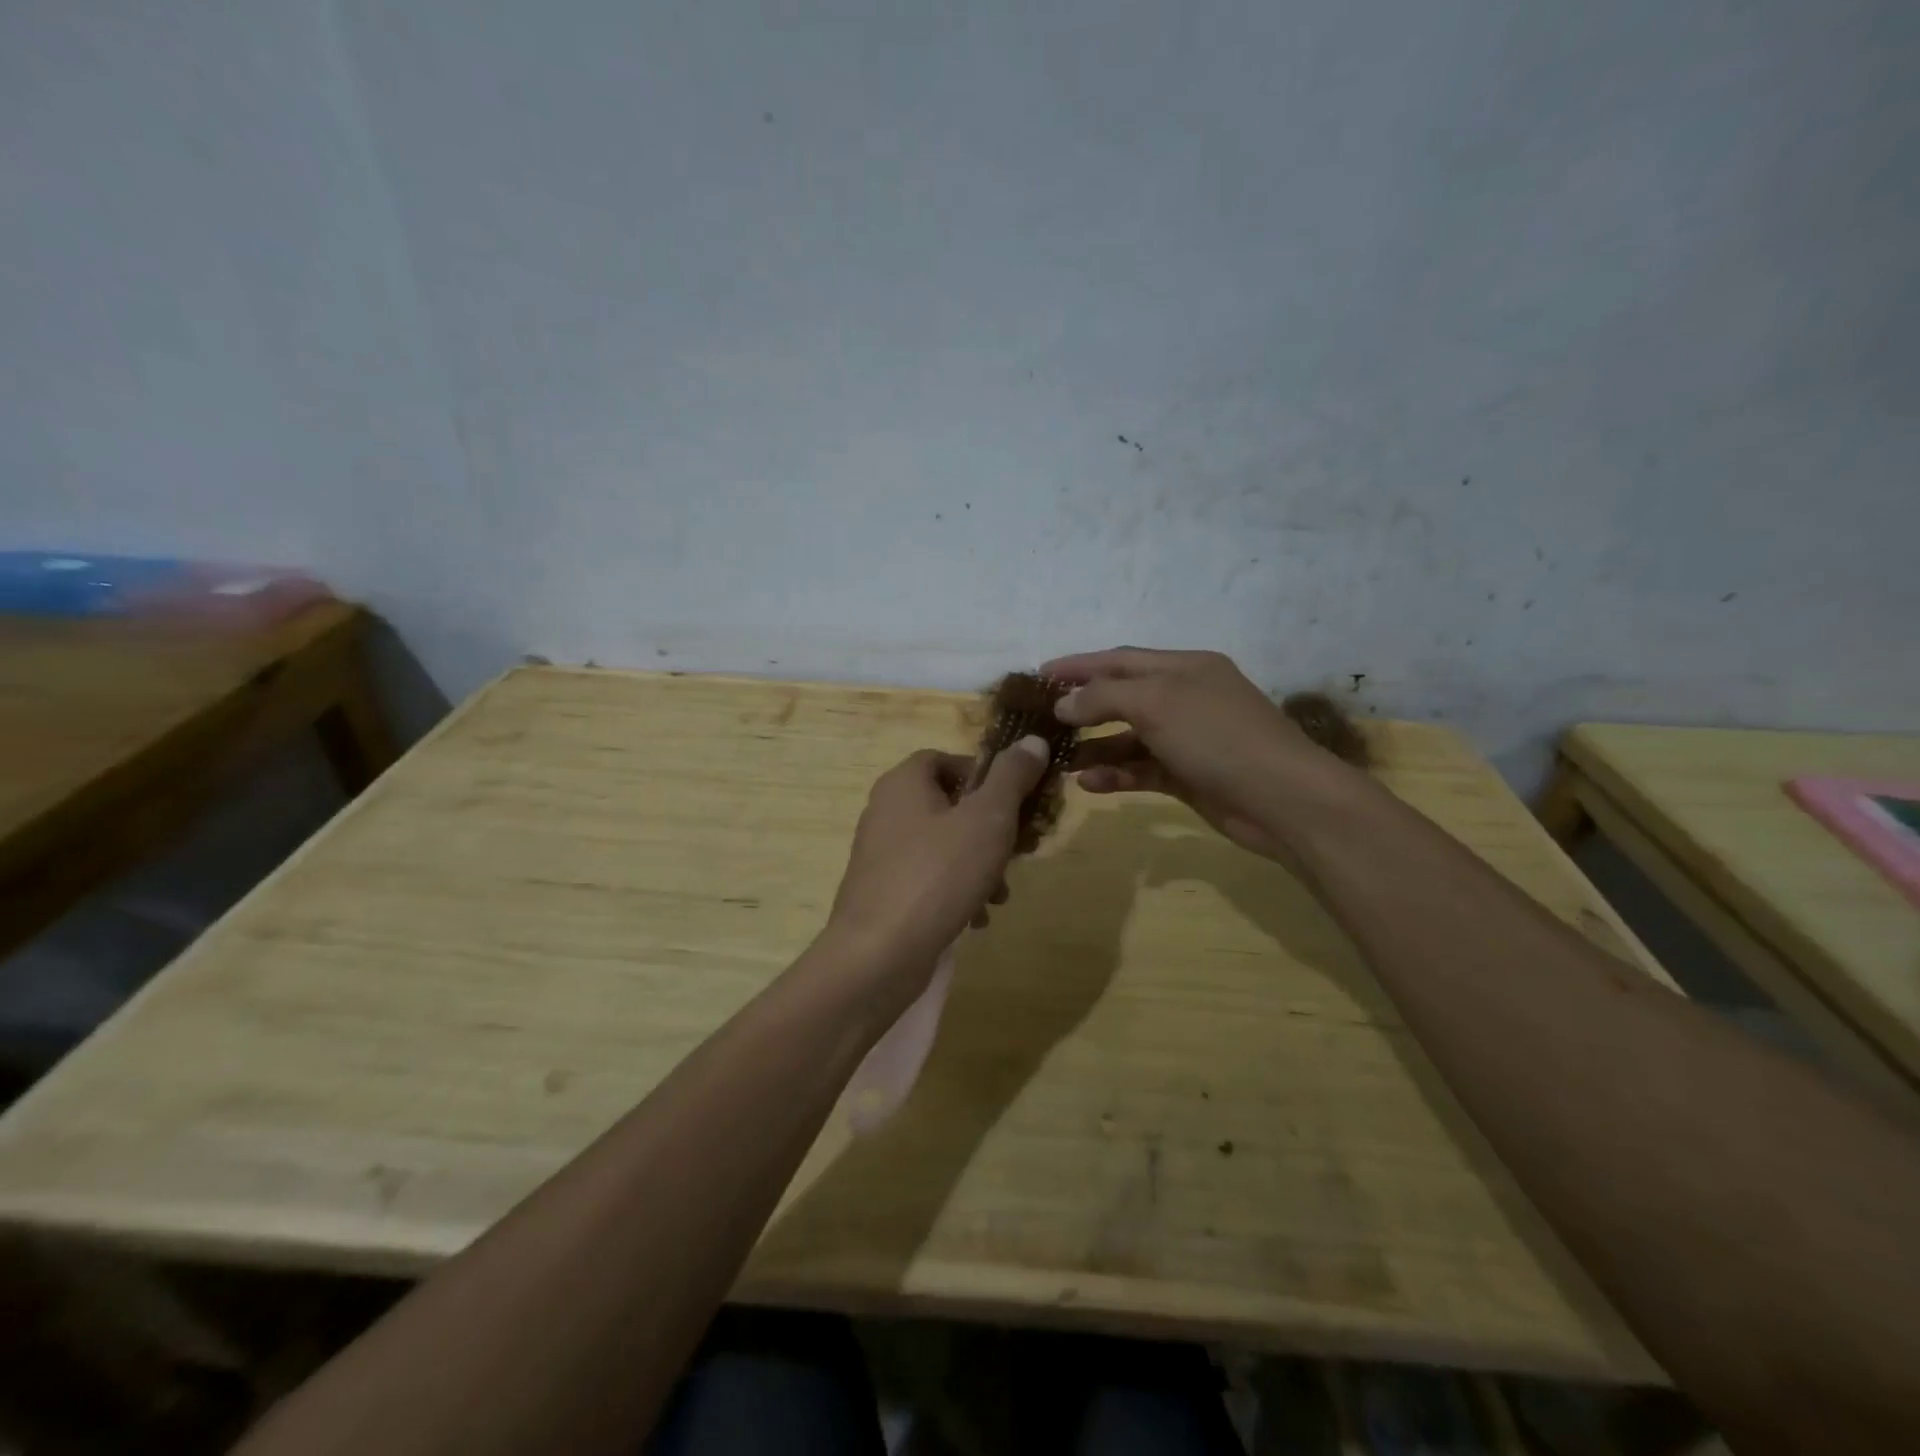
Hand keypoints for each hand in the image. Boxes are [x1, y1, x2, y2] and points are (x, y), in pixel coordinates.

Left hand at [822, 739, 1049, 995]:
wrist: (878, 954)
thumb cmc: (937, 874)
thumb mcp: (988, 819)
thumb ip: (1012, 777)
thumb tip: (1033, 740)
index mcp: (903, 783)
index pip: (945, 759)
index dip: (984, 774)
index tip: (1015, 800)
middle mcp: (886, 810)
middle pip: (949, 805)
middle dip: (991, 830)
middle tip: (1020, 852)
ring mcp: (880, 854)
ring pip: (943, 845)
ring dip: (979, 865)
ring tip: (1001, 895)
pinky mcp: (882, 891)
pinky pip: (928, 878)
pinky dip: (955, 891)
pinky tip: (976, 918)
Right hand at [1040, 647, 1353, 861]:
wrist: (1281, 799)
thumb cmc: (1216, 736)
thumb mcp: (1156, 703)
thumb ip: (1104, 697)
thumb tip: (1065, 704)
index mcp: (1184, 667)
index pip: (1120, 659)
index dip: (1079, 665)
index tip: (1040, 674)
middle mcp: (1186, 697)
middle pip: (1123, 697)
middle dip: (1084, 707)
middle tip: (1044, 720)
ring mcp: (1189, 739)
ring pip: (1130, 737)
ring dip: (1096, 746)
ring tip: (1059, 760)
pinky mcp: (1189, 776)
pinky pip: (1143, 769)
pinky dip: (1117, 774)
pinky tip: (1089, 784)